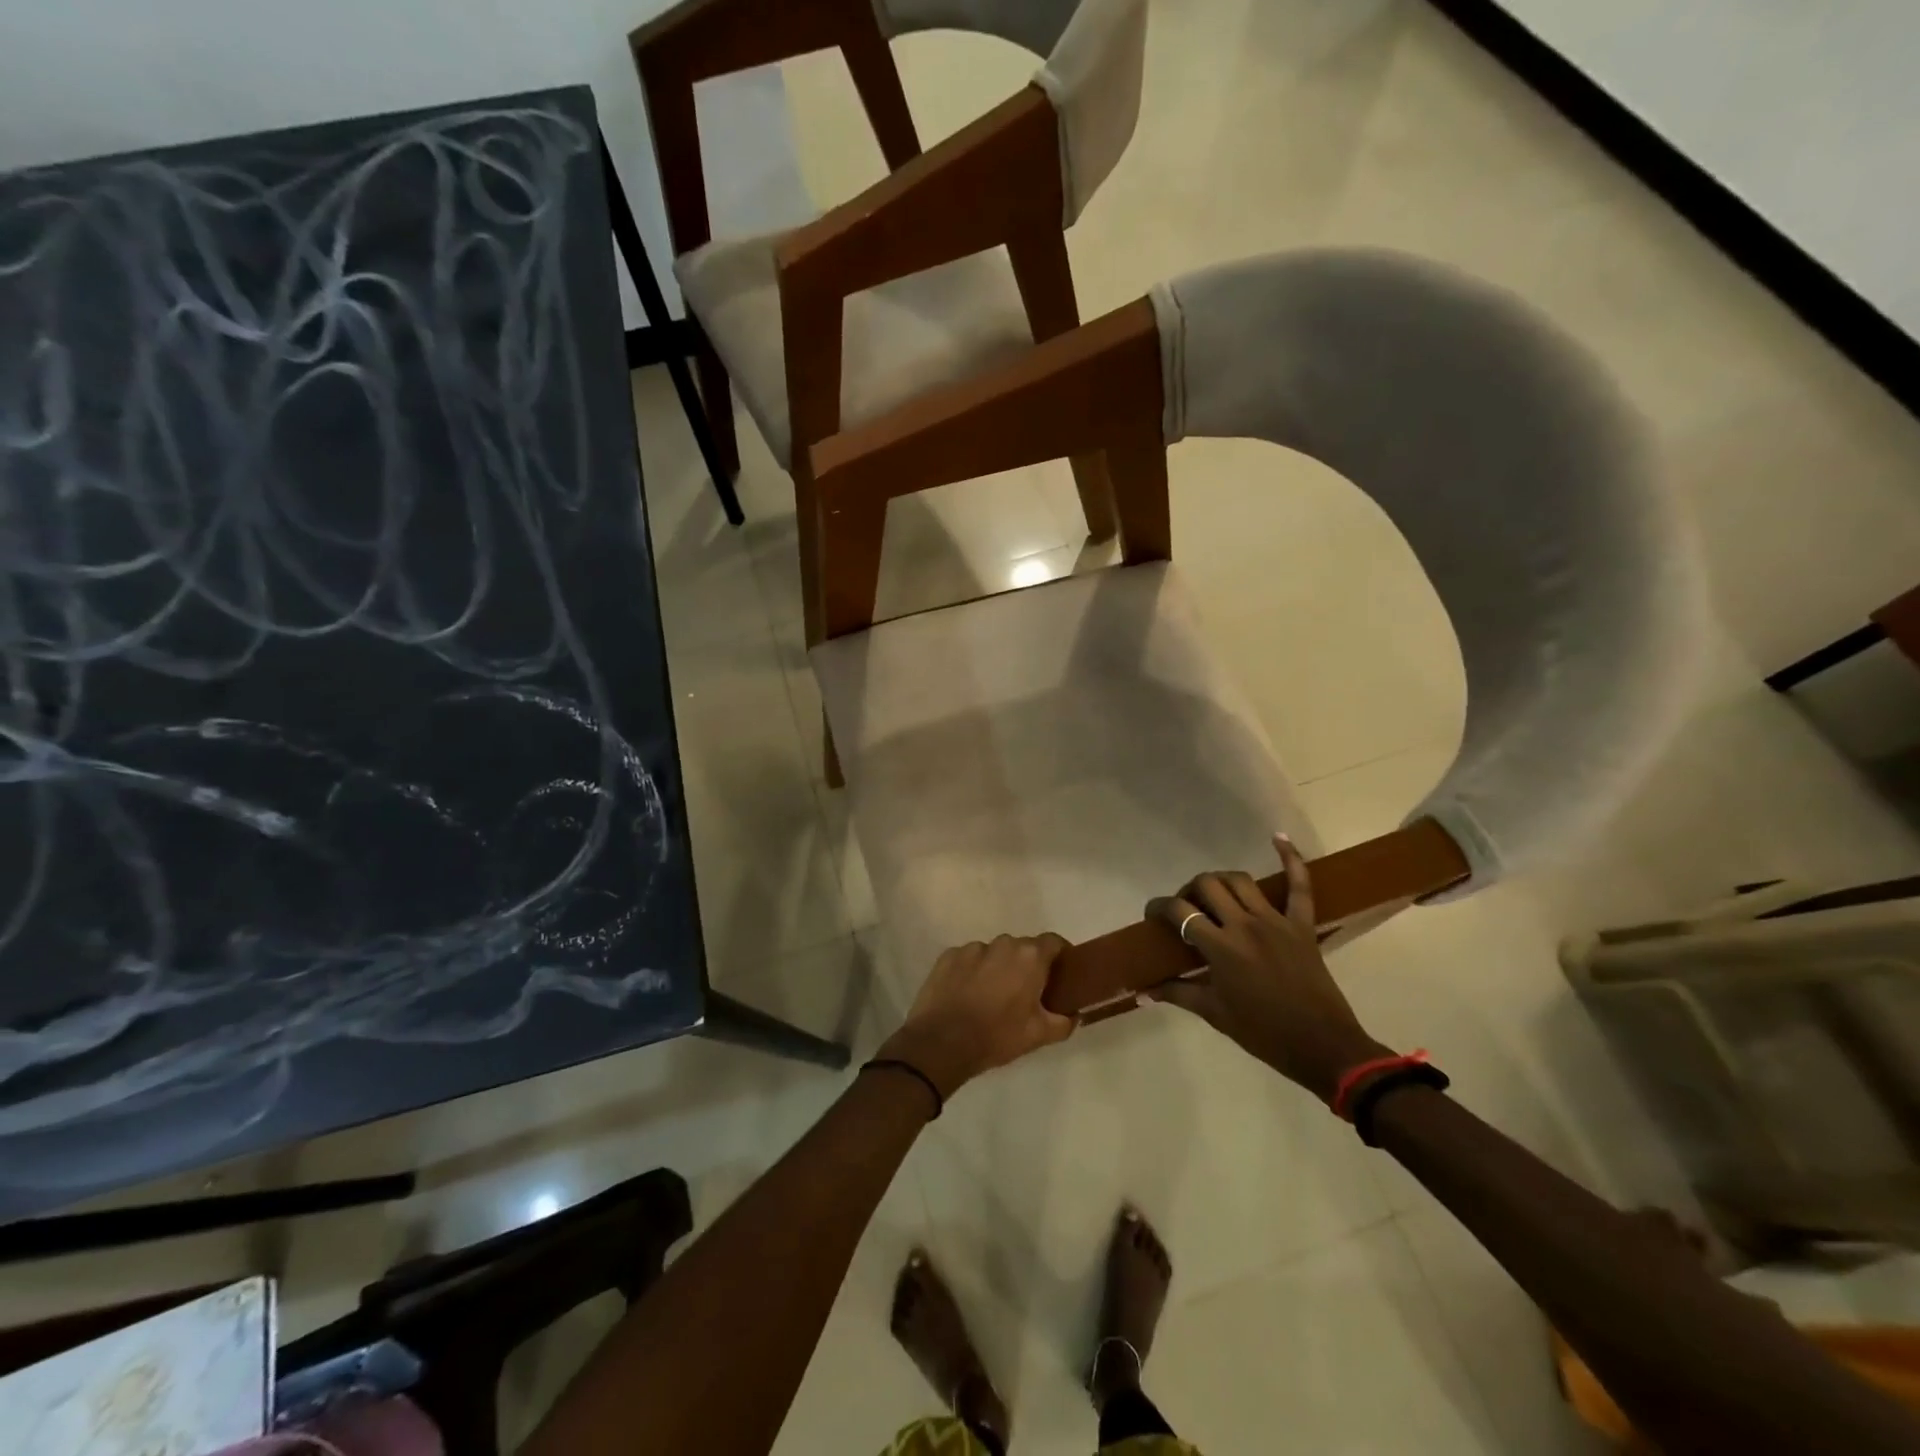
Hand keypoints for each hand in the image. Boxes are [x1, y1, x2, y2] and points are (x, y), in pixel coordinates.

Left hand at [878, 934, 1075, 1099]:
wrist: (941, 1043)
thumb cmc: (997, 1036)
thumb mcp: (1039, 1035)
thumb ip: (1064, 1022)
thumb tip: (1073, 1015)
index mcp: (1029, 957)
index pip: (1054, 942)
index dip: (1060, 955)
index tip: (1061, 973)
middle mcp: (1002, 944)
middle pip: (1022, 948)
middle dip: (1027, 965)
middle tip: (1026, 992)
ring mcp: (972, 948)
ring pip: (994, 953)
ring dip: (998, 968)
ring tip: (991, 996)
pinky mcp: (948, 956)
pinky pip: (969, 959)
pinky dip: (972, 972)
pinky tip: (967, 996)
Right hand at [1146, 833, 1390, 1102]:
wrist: (1323, 1047)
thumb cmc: (1264, 1034)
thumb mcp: (1215, 1014)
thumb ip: (1178, 994)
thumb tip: (1143, 992)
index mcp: (1221, 948)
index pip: (1180, 912)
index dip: (1159, 907)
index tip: (1152, 915)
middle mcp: (1244, 925)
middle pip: (1207, 886)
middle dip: (1189, 890)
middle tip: (1186, 907)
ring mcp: (1276, 921)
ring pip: (1240, 881)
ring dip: (1220, 880)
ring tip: (1213, 893)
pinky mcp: (1302, 925)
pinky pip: (1300, 886)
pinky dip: (1291, 859)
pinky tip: (1279, 838)